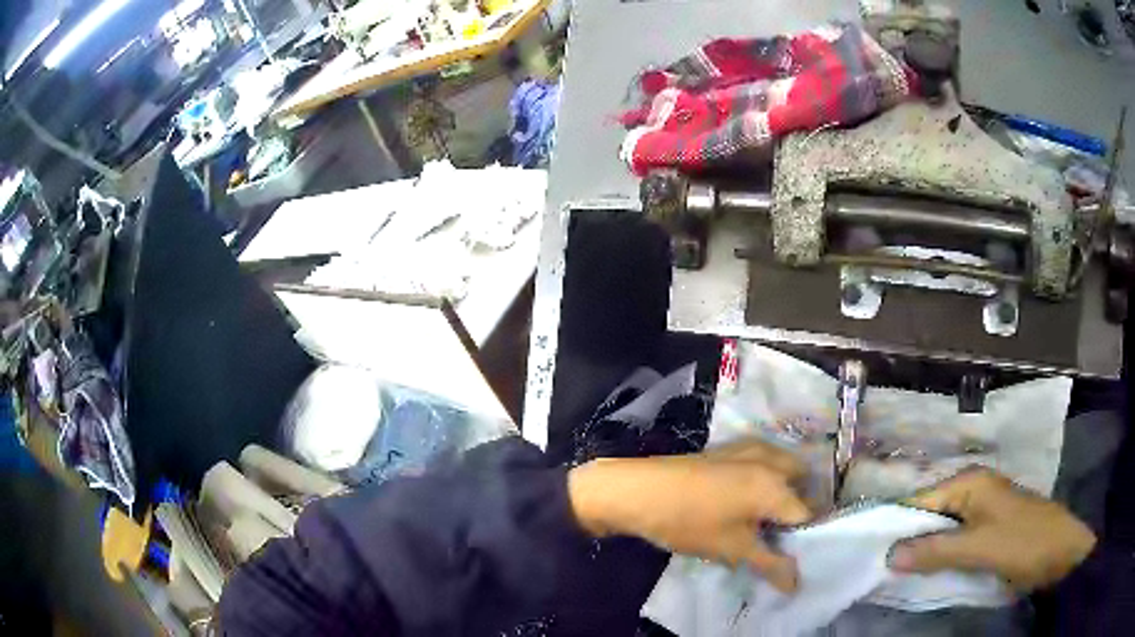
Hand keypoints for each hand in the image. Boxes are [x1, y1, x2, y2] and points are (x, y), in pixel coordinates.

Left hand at [568, 440, 811, 592]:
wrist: (639, 491)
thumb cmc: (689, 522)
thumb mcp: (732, 549)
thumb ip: (770, 564)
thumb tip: (796, 584)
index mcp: (776, 485)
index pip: (808, 513)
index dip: (806, 535)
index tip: (796, 551)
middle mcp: (771, 460)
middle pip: (802, 482)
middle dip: (799, 506)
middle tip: (782, 534)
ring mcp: (749, 448)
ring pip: (784, 466)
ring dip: (785, 489)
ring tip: (766, 519)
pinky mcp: (729, 447)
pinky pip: (764, 459)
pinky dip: (767, 476)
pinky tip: (746, 500)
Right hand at [890, 467, 1096, 591]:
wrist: (1059, 553)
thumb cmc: (1023, 542)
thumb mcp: (979, 548)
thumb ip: (935, 550)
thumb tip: (887, 555)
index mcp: (969, 483)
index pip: (919, 501)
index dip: (892, 526)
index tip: (864, 554)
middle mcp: (972, 492)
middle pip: (927, 517)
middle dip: (905, 543)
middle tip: (875, 572)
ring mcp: (980, 513)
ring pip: (939, 533)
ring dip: (920, 554)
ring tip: (891, 578)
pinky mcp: (986, 533)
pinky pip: (952, 545)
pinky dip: (937, 560)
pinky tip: (923, 577)